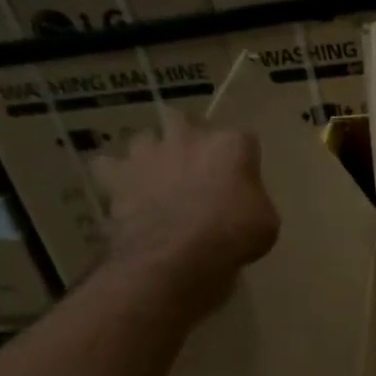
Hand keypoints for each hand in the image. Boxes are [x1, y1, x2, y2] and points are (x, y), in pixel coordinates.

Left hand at [93, 113, 279, 320]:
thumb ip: (254, 201)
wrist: (176, 256)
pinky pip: (109, 166)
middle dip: (189, 136)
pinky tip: (125, 190)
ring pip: (144, 138)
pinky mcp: (117, 176)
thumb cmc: (233, 236)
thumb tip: (243, 202)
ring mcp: (148, 154)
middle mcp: (189, 138)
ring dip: (151, 153)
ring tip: (157, 176)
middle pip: (185, 119)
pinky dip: (116, 176)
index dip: (242, 158)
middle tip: (195, 164)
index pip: (243, 138)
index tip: (243, 178)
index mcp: (231, 146)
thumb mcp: (266, 222)